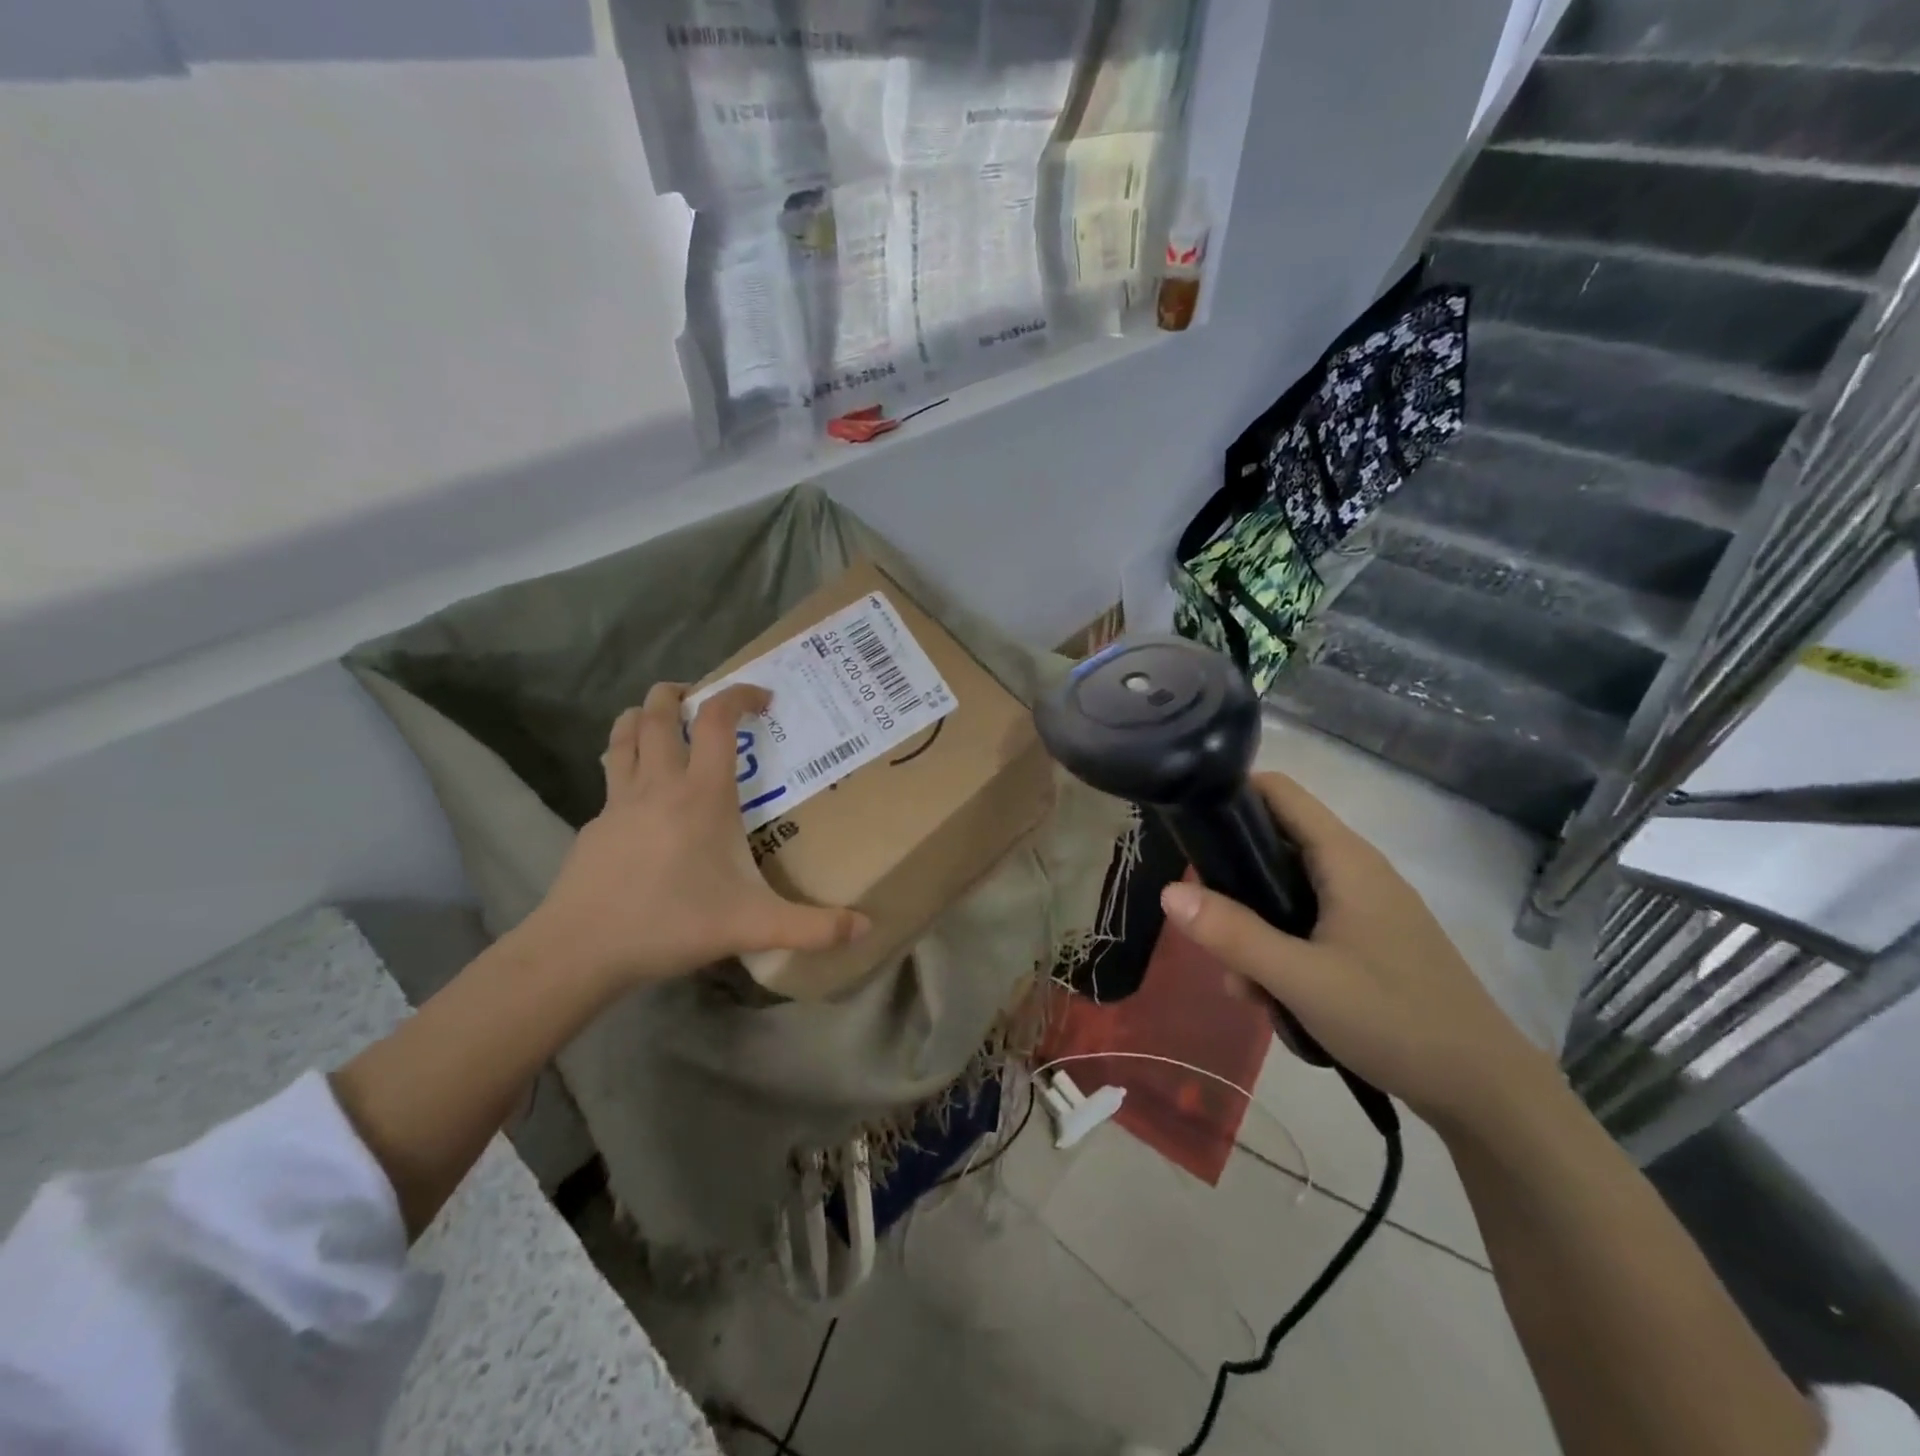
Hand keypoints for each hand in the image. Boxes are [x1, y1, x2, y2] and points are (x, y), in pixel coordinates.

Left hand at [513, 682, 867, 988]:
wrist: (580, 949)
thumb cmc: (672, 923)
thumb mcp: (753, 926)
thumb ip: (813, 927)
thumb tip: (866, 928)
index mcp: (701, 795)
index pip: (715, 720)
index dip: (739, 695)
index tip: (763, 697)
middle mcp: (658, 785)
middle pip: (658, 713)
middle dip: (679, 693)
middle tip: (701, 698)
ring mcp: (619, 801)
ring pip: (624, 735)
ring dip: (643, 716)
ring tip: (662, 721)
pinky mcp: (596, 824)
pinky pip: (611, 775)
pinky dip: (626, 761)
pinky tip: (641, 793)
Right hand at [1159, 773, 1557, 1132]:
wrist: (1486, 1092)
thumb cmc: (1394, 1019)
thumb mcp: (1300, 979)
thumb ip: (1233, 934)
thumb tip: (1169, 892)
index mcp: (1344, 859)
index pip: (1278, 792)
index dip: (1230, 795)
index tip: (1187, 827)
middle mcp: (1354, 871)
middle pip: (1272, 846)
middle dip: (1231, 884)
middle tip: (1205, 927)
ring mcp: (1364, 908)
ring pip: (1285, 894)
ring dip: (1253, 931)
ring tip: (1243, 987)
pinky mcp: (1368, 941)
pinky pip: (1307, 926)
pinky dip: (1281, 952)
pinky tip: (1273, 1000)